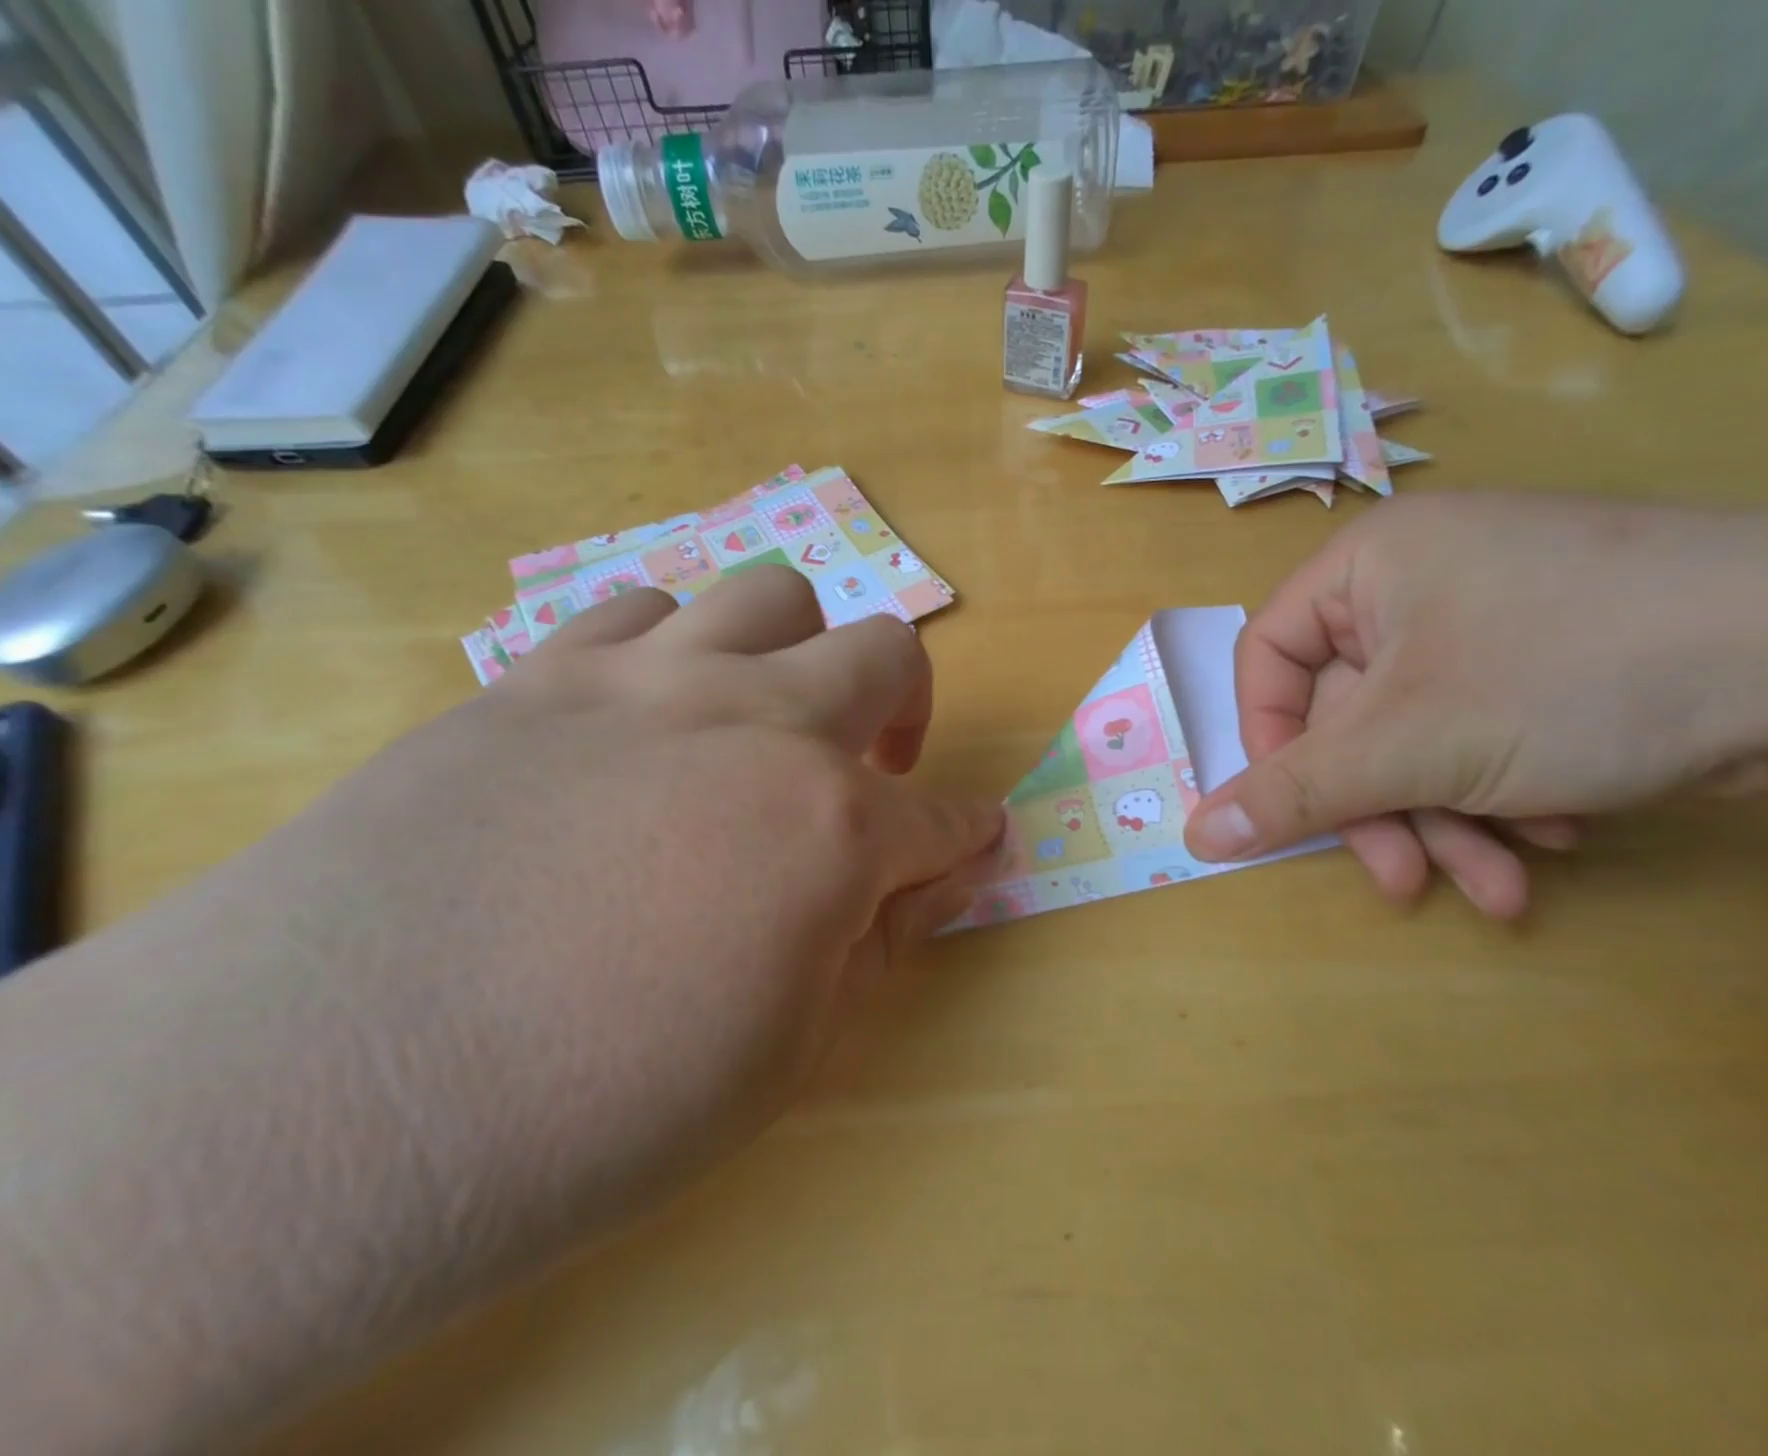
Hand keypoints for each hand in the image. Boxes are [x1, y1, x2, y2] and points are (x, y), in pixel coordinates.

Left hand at [356, 565, 1002, 1182]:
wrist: (324, 1102)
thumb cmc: (595, 1108)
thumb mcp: (784, 1052)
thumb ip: (876, 940)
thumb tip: (939, 873)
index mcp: (830, 825)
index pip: (942, 817)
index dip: (968, 832)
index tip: (975, 838)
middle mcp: (757, 721)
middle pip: (883, 652)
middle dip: (908, 705)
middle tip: (874, 769)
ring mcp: (645, 679)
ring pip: (770, 596)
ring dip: (794, 654)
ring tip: (757, 722)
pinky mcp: (539, 672)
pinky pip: (641, 609)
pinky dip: (675, 648)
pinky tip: (647, 713)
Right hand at [1184, 494, 1767, 918]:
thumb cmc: (1567, 673)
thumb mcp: (1407, 745)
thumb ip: (1289, 793)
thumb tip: (1194, 834)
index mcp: (1366, 565)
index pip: (1268, 657)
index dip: (1270, 742)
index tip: (1298, 811)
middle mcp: (1421, 577)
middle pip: (1351, 711)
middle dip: (1383, 809)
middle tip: (1408, 881)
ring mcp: (1493, 613)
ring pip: (1419, 734)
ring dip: (1447, 820)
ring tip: (1504, 887)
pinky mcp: (1557, 650)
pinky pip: (1483, 728)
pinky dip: (1505, 792)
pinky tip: (1559, 831)